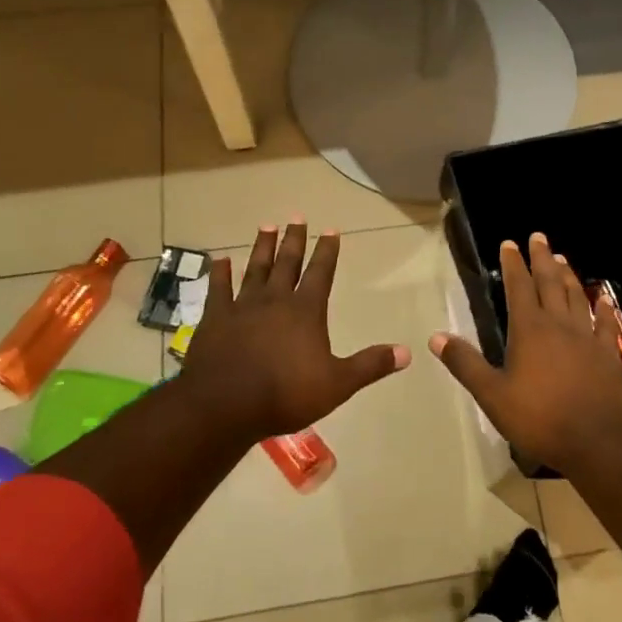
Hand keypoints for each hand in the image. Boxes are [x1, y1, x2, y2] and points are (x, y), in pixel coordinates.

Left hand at [178, 221, 408, 441]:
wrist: (225, 404)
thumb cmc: (286, 394)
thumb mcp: (337, 384)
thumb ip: (370, 365)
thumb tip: (406, 353)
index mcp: (306, 311)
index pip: (321, 273)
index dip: (327, 251)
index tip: (331, 229)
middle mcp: (275, 300)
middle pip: (287, 263)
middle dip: (294, 240)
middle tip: (297, 217)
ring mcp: (242, 306)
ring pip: (255, 269)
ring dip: (262, 247)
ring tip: (266, 226)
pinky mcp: (215, 318)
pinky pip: (218, 289)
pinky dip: (220, 273)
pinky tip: (220, 259)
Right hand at [430, 233, 621, 471]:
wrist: (598, 441)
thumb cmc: (540, 418)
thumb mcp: (492, 395)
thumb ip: (466, 364)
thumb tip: (436, 336)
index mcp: (529, 330)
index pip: (518, 287)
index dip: (513, 264)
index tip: (510, 243)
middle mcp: (559, 325)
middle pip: (549, 283)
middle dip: (542, 258)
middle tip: (539, 236)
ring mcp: (587, 338)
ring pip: (576, 297)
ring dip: (568, 275)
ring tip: (562, 258)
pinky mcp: (608, 355)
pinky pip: (605, 324)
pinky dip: (604, 308)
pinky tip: (604, 298)